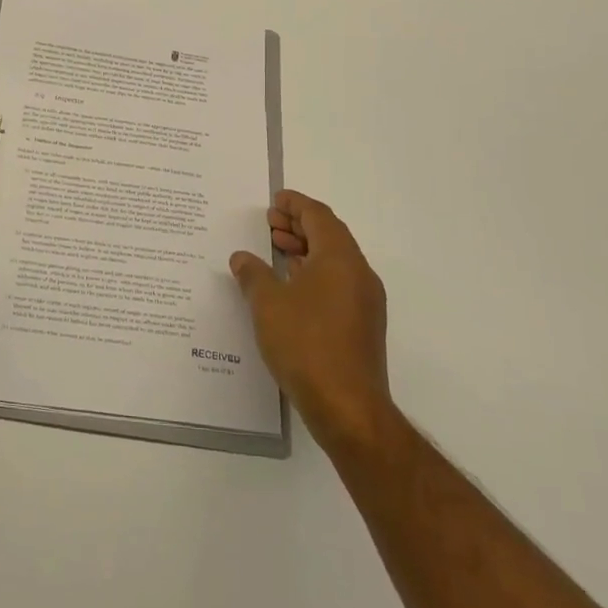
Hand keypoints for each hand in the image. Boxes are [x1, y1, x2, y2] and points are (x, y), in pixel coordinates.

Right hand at [230, 190, 392, 448]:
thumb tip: (242, 257)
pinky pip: (338, 283)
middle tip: (270, 224)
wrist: (348, 407)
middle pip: (330, 235)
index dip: (296, 204)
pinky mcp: (363, 325)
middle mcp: (359, 273)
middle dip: (300, 225)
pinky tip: (290, 287)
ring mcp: (365, 301)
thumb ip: (253, 274)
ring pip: (335, 261)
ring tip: (276, 251)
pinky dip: (314, 273)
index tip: (274, 201)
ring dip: (306, 250)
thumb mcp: (268, 304)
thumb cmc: (306, 344)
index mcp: (340, 258)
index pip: (319, 216)